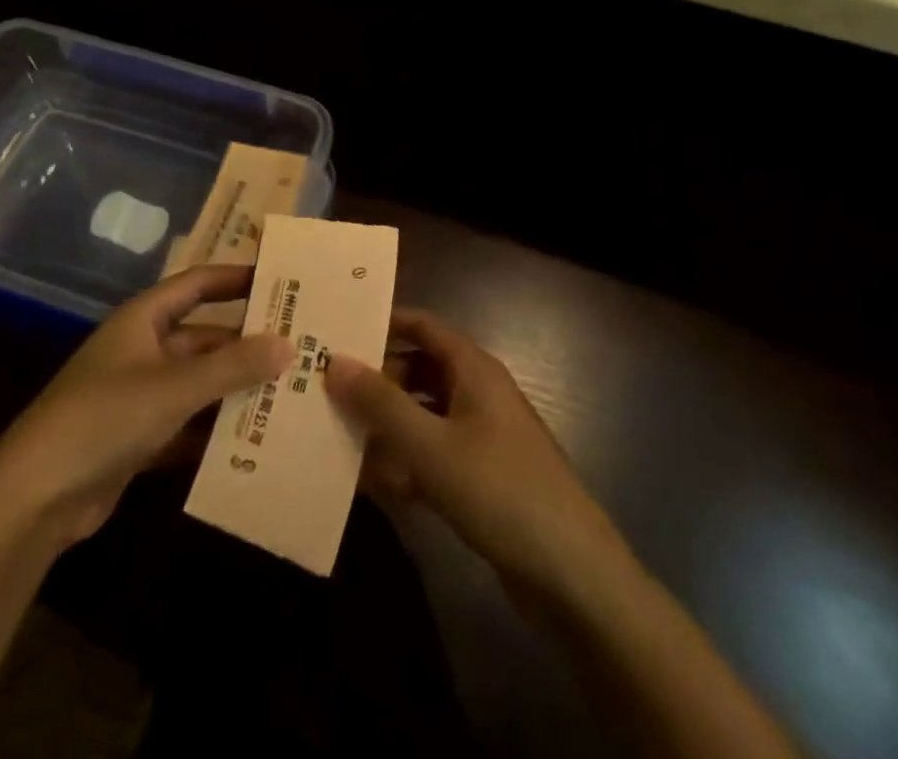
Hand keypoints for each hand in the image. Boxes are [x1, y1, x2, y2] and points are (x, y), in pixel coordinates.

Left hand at [0, 264, 291, 549]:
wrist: (34, 498)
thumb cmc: (105, 418)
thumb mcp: (175, 387)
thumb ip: (233, 365)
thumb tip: (289, 344)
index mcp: (143, 320)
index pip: (197, 284)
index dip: (235, 277)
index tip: (279, 279)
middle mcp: (141, 350)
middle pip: (203, 337)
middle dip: (246, 343)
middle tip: (298, 347)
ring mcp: (138, 396)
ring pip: (198, 383)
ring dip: (234, 389)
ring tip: (288, 393)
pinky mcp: (136, 439)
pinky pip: (186, 424)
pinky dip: (214, 430)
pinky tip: (253, 440)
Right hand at [325, 309, 625, 601]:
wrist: (571, 575)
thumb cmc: (499, 490)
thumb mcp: (430, 445)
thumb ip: (380, 403)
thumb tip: (334, 360)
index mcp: (473, 370)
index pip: (423, 326)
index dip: (383, 323)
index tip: (338, 329)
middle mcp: (477, 394)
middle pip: (419, 371)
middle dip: (376, 380)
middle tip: (326, 389)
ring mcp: (481, 438)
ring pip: (423, 416)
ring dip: (386, 427)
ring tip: (337, 435)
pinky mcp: (481, 479)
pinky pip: (433, 457)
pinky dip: (404, 464)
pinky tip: (369, 485)